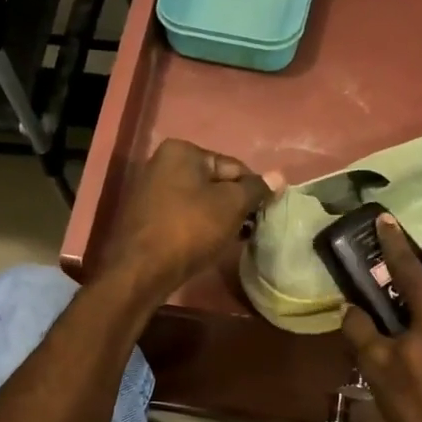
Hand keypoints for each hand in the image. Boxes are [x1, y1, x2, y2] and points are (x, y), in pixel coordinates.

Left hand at [100, 139, 278, 305]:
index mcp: (182, 151)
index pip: (234, 167)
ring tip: (232, 240)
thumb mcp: (231, 205)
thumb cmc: (189, 229)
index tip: (263, 215)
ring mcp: (152, 190)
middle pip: (216, 183)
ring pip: (201, 201)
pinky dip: (200, 227)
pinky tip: (209, 245)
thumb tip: (280, 177)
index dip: (253, 191)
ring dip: (219, 218)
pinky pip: (184, 216)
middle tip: (248, 230)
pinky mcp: (147, 217)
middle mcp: (162, 163)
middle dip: (235, 205)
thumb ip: (256, 189)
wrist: (141, 270)